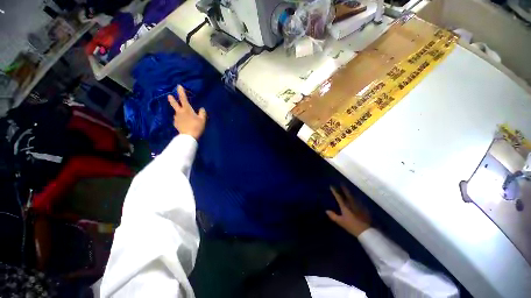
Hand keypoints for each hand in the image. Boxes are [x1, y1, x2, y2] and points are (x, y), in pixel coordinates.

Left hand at [168, 85, 206, 139]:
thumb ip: (202, 113)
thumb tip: (201, 109)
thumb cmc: (197, 127)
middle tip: (169, 96)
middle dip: (172, 99)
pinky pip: (177, 119)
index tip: (178, 86)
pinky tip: (183, 122)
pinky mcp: (175, 124)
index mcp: (187, 109)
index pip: (183, 98)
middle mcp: (179, 112)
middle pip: (174, 104)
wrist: (189, 136)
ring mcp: (176, 118)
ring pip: (177, 113)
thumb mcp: (203, 119)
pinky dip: (180, 119)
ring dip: (179, 112)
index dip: (181, 92)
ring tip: (184, 116)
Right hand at [326, 185, 370, 236]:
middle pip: (347, 194)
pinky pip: (358, 201)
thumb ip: (333, 216)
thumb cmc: (352, 226)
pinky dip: (356, 198)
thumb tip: (326, 210)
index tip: (331, 186)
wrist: (366, 231)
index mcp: (345, 206)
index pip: (339, 197)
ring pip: (353, 196)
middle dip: (344, 188)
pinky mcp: (364, 209)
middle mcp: (351, 203)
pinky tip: (356, 198)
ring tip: (348, 189)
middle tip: (342, 183)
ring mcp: (358, 205)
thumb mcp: (341, 222)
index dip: (335, 191)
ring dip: (350, 192)